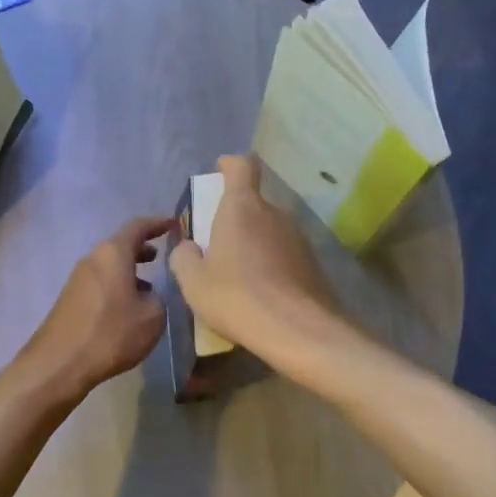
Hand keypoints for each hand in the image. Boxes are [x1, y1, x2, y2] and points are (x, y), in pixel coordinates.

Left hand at [3, 216, 174, 408]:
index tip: (174, 224)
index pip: (138, 227)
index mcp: (113, 254)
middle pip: (120, 246)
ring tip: (149, 286)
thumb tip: (149, 296)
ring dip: (129, 271)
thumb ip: (158, 299)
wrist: (59, 363)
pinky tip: (127, 309)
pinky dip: (117, 286)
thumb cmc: (111, 334)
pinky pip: (100, 283)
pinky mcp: (70, 299)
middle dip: (142, 249)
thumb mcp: (152, 317)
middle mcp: (92, 259)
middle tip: (161, 256)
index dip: (158, 224)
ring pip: (109, 266)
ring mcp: (77, 279)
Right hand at [168, 155, 343, 359]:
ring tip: (236, 276)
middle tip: (215, 246)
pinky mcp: (311, 262)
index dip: (228, 165)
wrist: (297, 330)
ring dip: (252, 244)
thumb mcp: (193, 282)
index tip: (218, 172)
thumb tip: (188, 247)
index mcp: (242, 208)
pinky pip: (282, 254)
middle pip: (252, 203)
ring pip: (268, 231)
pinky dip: (269, 265)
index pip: (241, 166)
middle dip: (233, 218)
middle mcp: (274, 214)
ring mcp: (297, 237)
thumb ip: (184, 257)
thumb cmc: (236, 298)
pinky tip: (259, 294)